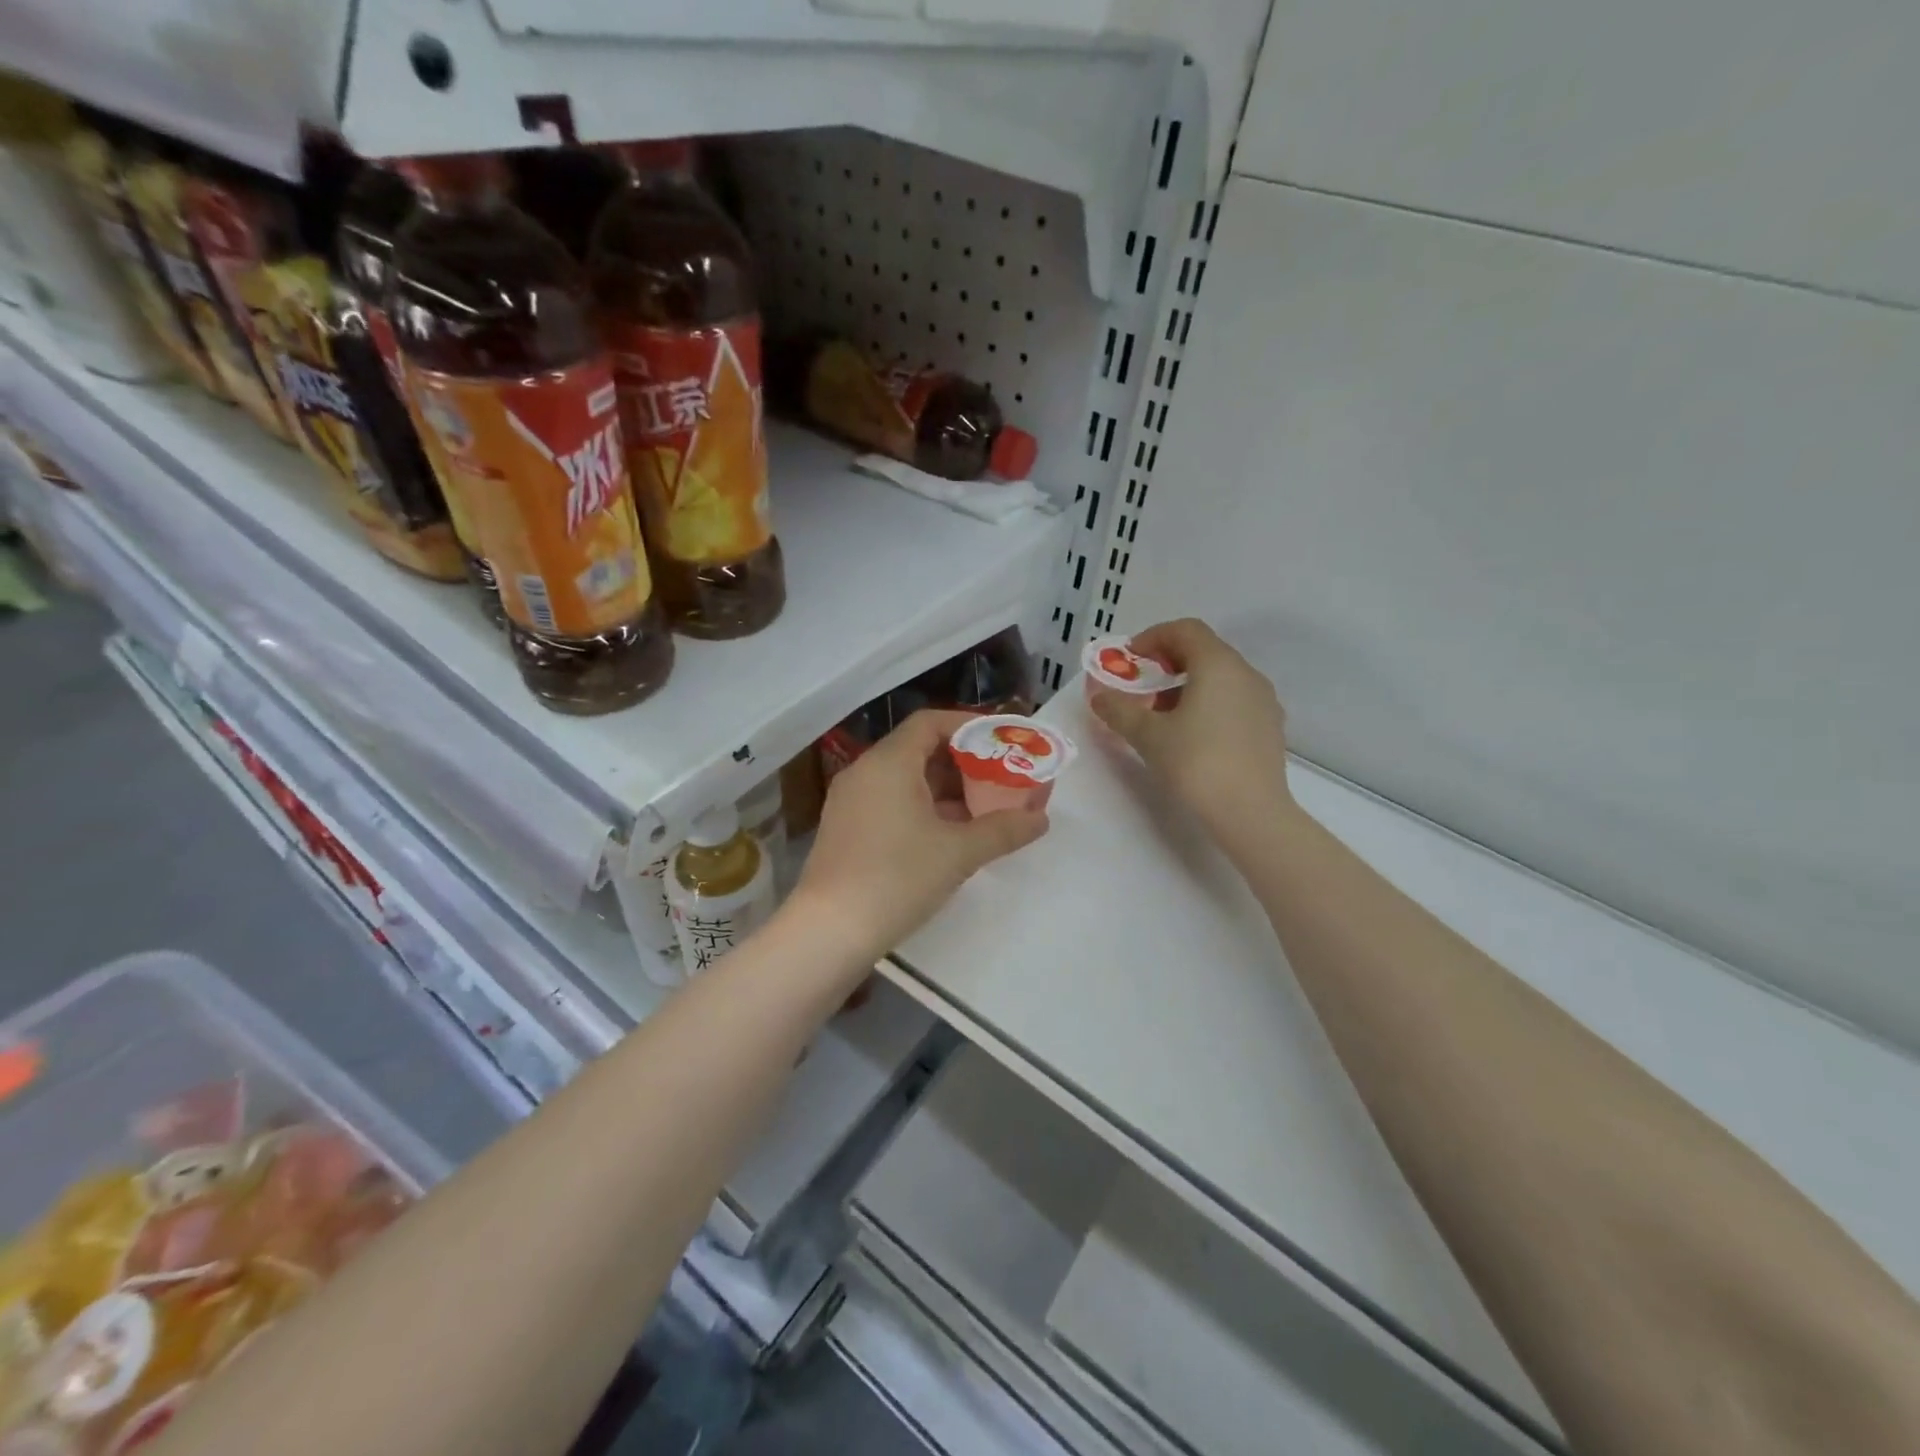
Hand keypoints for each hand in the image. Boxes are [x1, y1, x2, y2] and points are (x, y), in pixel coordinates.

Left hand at [792, 709, 1048, 959]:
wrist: (830, 932)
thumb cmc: (897, 878)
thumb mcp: (959, 853)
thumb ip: (1003, 830)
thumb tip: (1041, 819)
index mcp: (889, 763)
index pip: (930, 722)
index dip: (969, 726)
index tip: (1000, 742)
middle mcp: (865, 772)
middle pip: (919, 750)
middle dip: (964, 763)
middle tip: (1000, 778)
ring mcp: (851, 802)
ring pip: (906, 780)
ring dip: (946, 790)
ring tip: (984, 808)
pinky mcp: (847, 829)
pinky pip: (891, 802)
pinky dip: (924, 808)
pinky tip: (951, 835)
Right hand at [1088, 619, 1292, 837]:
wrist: (1251, 813)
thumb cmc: (1196, 764)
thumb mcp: (1148, 736)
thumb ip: (1119, 710)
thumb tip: (1099, 697)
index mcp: (1218, 665)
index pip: (1185, 630)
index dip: (1153, 637)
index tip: (1130, 659)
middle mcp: (1246, 674)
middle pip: (1205, 651)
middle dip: (1168, 662)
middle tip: (1141, 686)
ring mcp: (1263, 700)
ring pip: (1221, 677)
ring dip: (1188, 684)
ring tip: (1162, 715)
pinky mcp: (1270, 727)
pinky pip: (1234, 699)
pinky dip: (1209, 703)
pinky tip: (1192, 734)